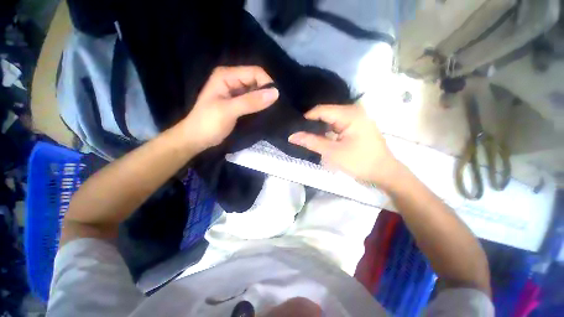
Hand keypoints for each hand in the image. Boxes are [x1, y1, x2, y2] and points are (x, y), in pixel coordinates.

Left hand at [179, 66, 278, 150]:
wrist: (197, 139)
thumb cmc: (208, 123)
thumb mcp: (229, 110)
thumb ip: (251, 101)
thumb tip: (275, 93)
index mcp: (227, 75)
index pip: (255, 72)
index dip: (267, 83)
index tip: (276, 100)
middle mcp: (232, 80)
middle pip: (256, 81)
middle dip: (266, 92)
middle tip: (275, 107)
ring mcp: (235, 92)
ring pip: (256, 92)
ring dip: (264, 100)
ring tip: (273, 111)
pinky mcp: (238, 103)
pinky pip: (253, 101)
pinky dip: (260, 106)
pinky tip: (265, 113)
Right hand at [288, 104, 401, 188]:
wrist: (384, 173)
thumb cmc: (359, 162)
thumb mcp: (332, 152)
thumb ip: (311, 142)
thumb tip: (292, 136)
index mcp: (350, 114)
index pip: (321, 110)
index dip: (306, 118)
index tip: (295, 128)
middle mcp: (354, 111)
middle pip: (326, 113)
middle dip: (312, 124)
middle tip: (299, 133)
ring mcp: (356, 118)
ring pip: (331, 119)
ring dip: (320, 128)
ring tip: (307, 136)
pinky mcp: (357, 126)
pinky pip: (337, 124)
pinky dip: (328, 131)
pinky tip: (321, 137)